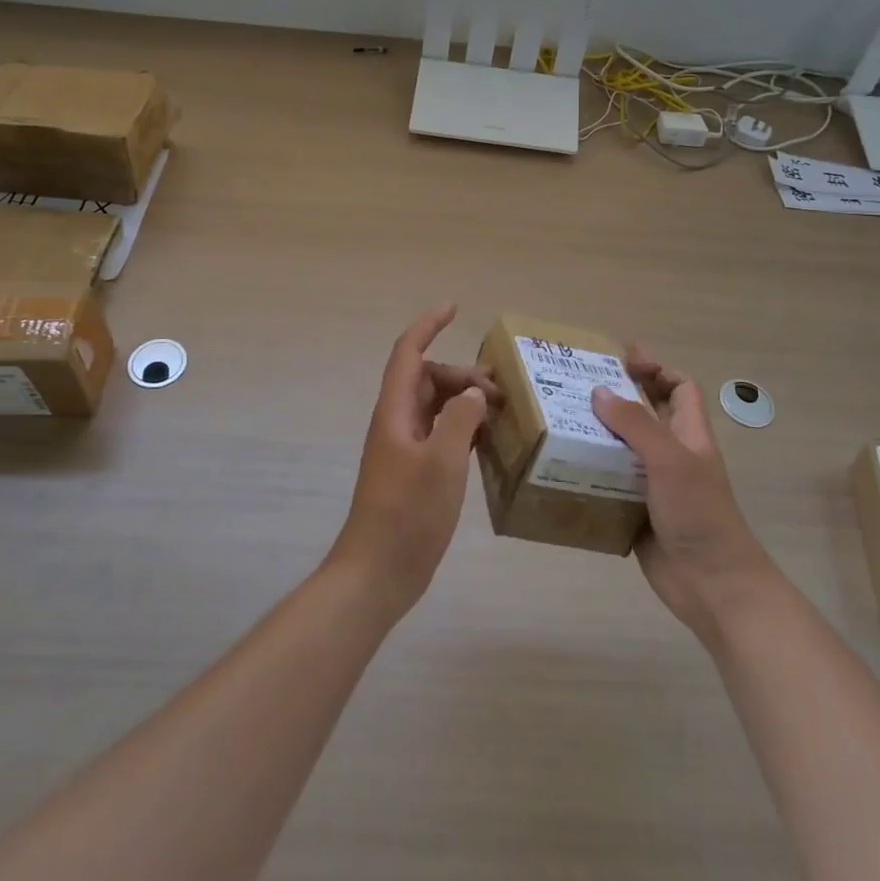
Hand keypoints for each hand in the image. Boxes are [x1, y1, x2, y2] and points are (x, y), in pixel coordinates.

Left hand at [325, 304, 499, 619]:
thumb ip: (460, 420)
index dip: (428, 326)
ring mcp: (404, 450)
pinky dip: (463, 429)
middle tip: (500, 391)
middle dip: (461, 374)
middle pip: (427, 379)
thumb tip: (474, 393)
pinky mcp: (415, 473)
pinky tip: (488, 442)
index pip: (408, 353)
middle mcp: (397, 423)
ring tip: (501, 412)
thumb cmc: (407, 514)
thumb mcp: (441, 462)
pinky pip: (441, 435)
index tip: (453, 307)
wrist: (378, 572)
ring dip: (464, 401)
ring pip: (435, 408)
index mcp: (395, 412)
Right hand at [592, 347, 774, 648]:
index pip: (680, 388)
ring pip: (623, 449)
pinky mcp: (636, 511)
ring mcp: (654, 485)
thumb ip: (636, 423)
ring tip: (559, 421)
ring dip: (596, 435)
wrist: (713, 586)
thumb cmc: (699, 514)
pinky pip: (610, 483)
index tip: (622, 360)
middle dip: (615, 399)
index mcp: (689, 435)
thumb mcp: (669, 460)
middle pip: (645, 415)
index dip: (657, 370)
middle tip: (575, 386)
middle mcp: (672, 455)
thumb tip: (599, 392)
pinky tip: (562, 467)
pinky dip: (590, 473)